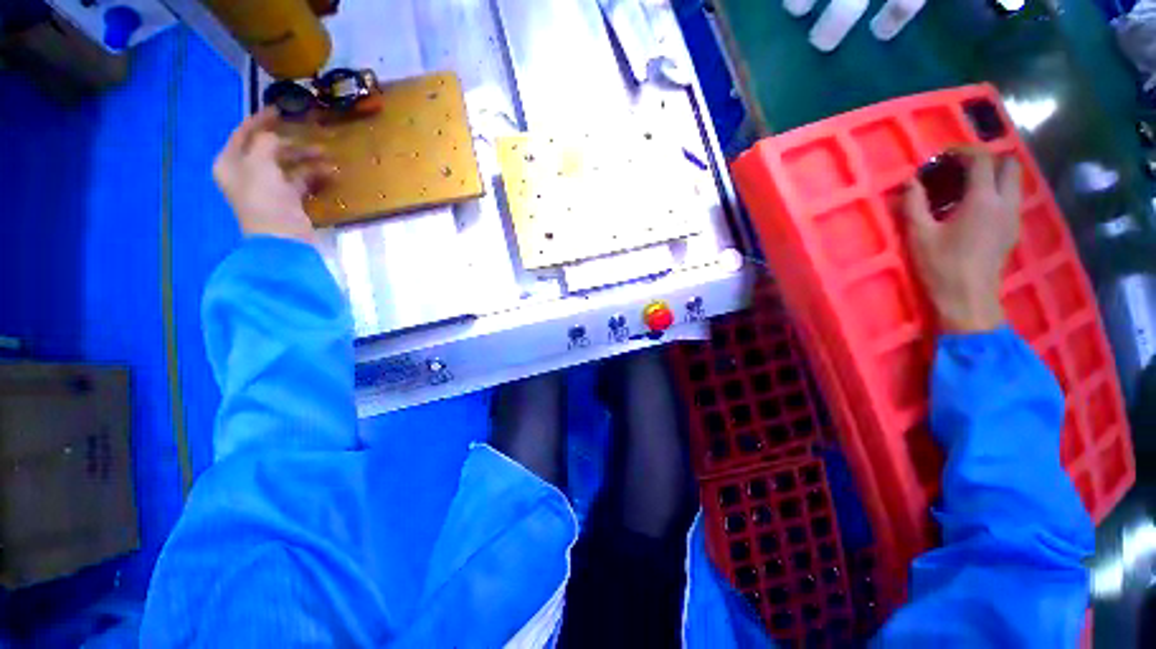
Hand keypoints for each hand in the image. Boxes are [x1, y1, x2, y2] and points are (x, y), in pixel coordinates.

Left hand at [213, 107, 332, 243]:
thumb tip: (276, 134)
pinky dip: (313, 174)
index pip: (244, 133)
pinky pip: (300, 180)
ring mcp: (268, 187)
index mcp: (231, 162)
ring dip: (306, 158)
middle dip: (291, 141)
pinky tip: (328, 172)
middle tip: (312, 134)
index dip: (261, 120)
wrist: (282, 237)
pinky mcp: (287, 199)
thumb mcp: (260, 163)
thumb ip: (266, 142)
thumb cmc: (264, 198)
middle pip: (268, 148)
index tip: (280, 109)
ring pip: (287, 164)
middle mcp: (246, 172)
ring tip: (326, 154)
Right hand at [903, 149, 1021, 332]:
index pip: (982, 159)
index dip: (963, 150)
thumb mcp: (919, 235)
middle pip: (1009, 164)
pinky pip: (1011, 199)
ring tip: (966, 187)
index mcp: (983, 200)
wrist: (968, 299)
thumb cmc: (941, 266)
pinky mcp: (1012, 231)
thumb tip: (910, 181)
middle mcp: (1005, 203)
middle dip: (986, 159)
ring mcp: (1013, 217)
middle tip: (960, 168)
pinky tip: (974, 207)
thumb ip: (914, 204)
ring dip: (993, 176)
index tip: (943, 155)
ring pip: (1014, 182)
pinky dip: (996, 193)